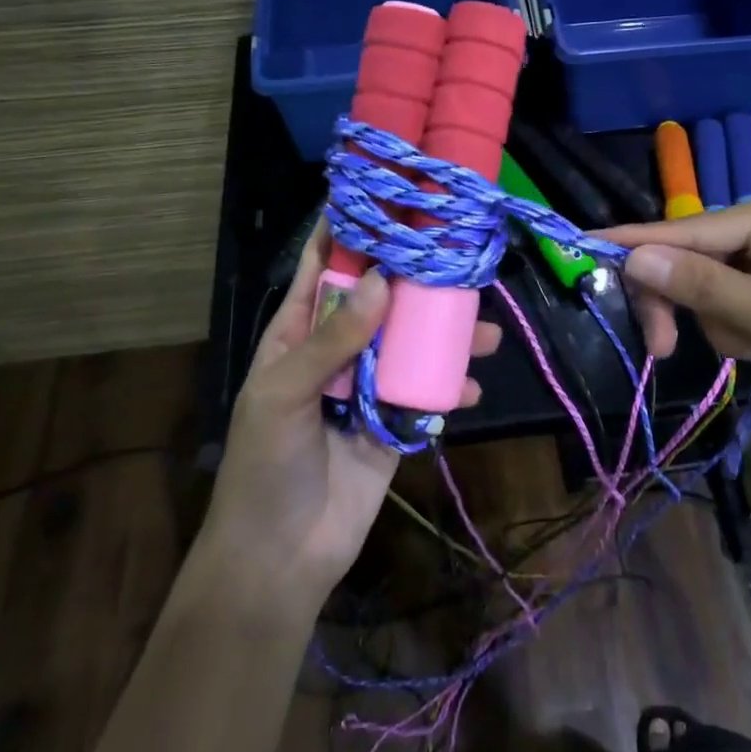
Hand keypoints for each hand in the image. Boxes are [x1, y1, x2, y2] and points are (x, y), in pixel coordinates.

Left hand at [196, 220, 500, 607]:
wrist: (282, 556)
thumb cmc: (266, 466)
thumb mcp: (285, 393)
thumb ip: (333, 339)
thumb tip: (384, 280)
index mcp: (298, 334)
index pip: (323, 269)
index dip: (348, 232)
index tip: (385, 196)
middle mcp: (337, 351)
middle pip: (380, 300)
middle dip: (415, 278)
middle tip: (456, 254)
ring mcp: (368, 386)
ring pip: (412, 344)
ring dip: (445, 333)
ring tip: (484, 325)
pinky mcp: (395, 422)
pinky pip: (427, 393)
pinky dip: (452, 387)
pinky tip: (473, 385)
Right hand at [600, 188, 750, 434]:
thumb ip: (703, 286)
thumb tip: (634, 258)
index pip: (695, 228)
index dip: (640, 242)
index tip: (587, 244)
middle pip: (700, 258)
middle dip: (691, 304)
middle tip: (662, 348)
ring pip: (714, 287)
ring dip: (727, 326)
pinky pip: (737, 303)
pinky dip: (744, 331)